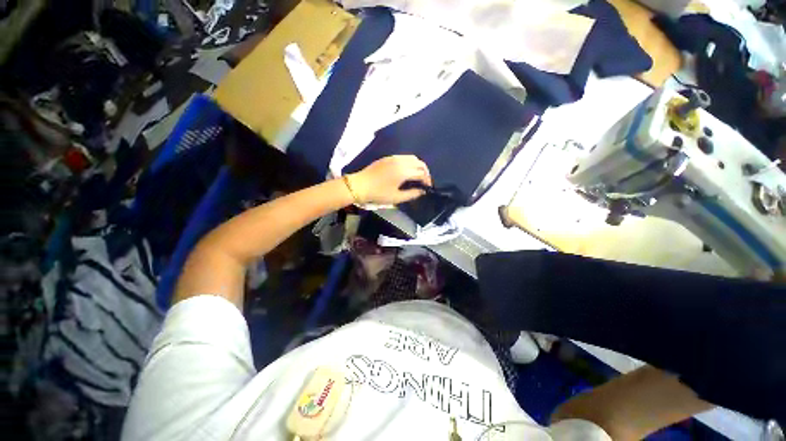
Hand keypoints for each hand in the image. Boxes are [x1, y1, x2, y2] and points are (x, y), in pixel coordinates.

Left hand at [347, 155, 431, 204]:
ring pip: (412, 158)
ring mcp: (393, 158)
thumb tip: (422, 191)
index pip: (421, 173)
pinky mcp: (388, 157)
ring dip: (418, 166)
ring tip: (417, 176)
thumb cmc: (378, 193)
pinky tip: (407, 171)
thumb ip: (412, 194)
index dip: (427, 180)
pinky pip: (404, 157)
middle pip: (419, 163)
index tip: (428, 187)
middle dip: (425, 172)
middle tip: (424, 181)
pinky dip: (410, 162)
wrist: (360, 185)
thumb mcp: (396, 197)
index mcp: (404, 171)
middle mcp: (401, 161)